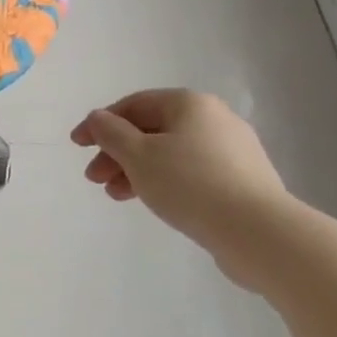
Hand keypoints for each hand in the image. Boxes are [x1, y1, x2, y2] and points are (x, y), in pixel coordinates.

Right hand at [71, 90, 287, 279]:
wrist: (259, 233)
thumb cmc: (190, 184)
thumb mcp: (138, 155)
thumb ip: (111, 133)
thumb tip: (99, 118)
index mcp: (189, 104)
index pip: (133, 104)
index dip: (100, 123)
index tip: (77, 145)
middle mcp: (214, 119)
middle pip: (151, 129)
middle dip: (117, 152)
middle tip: (94, 178)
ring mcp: (232, 150)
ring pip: (170, 153)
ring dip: (137, 170)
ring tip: (116, 195)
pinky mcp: (242, 181)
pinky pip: (191, 172)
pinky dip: (165, 182)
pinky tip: (153, 201)